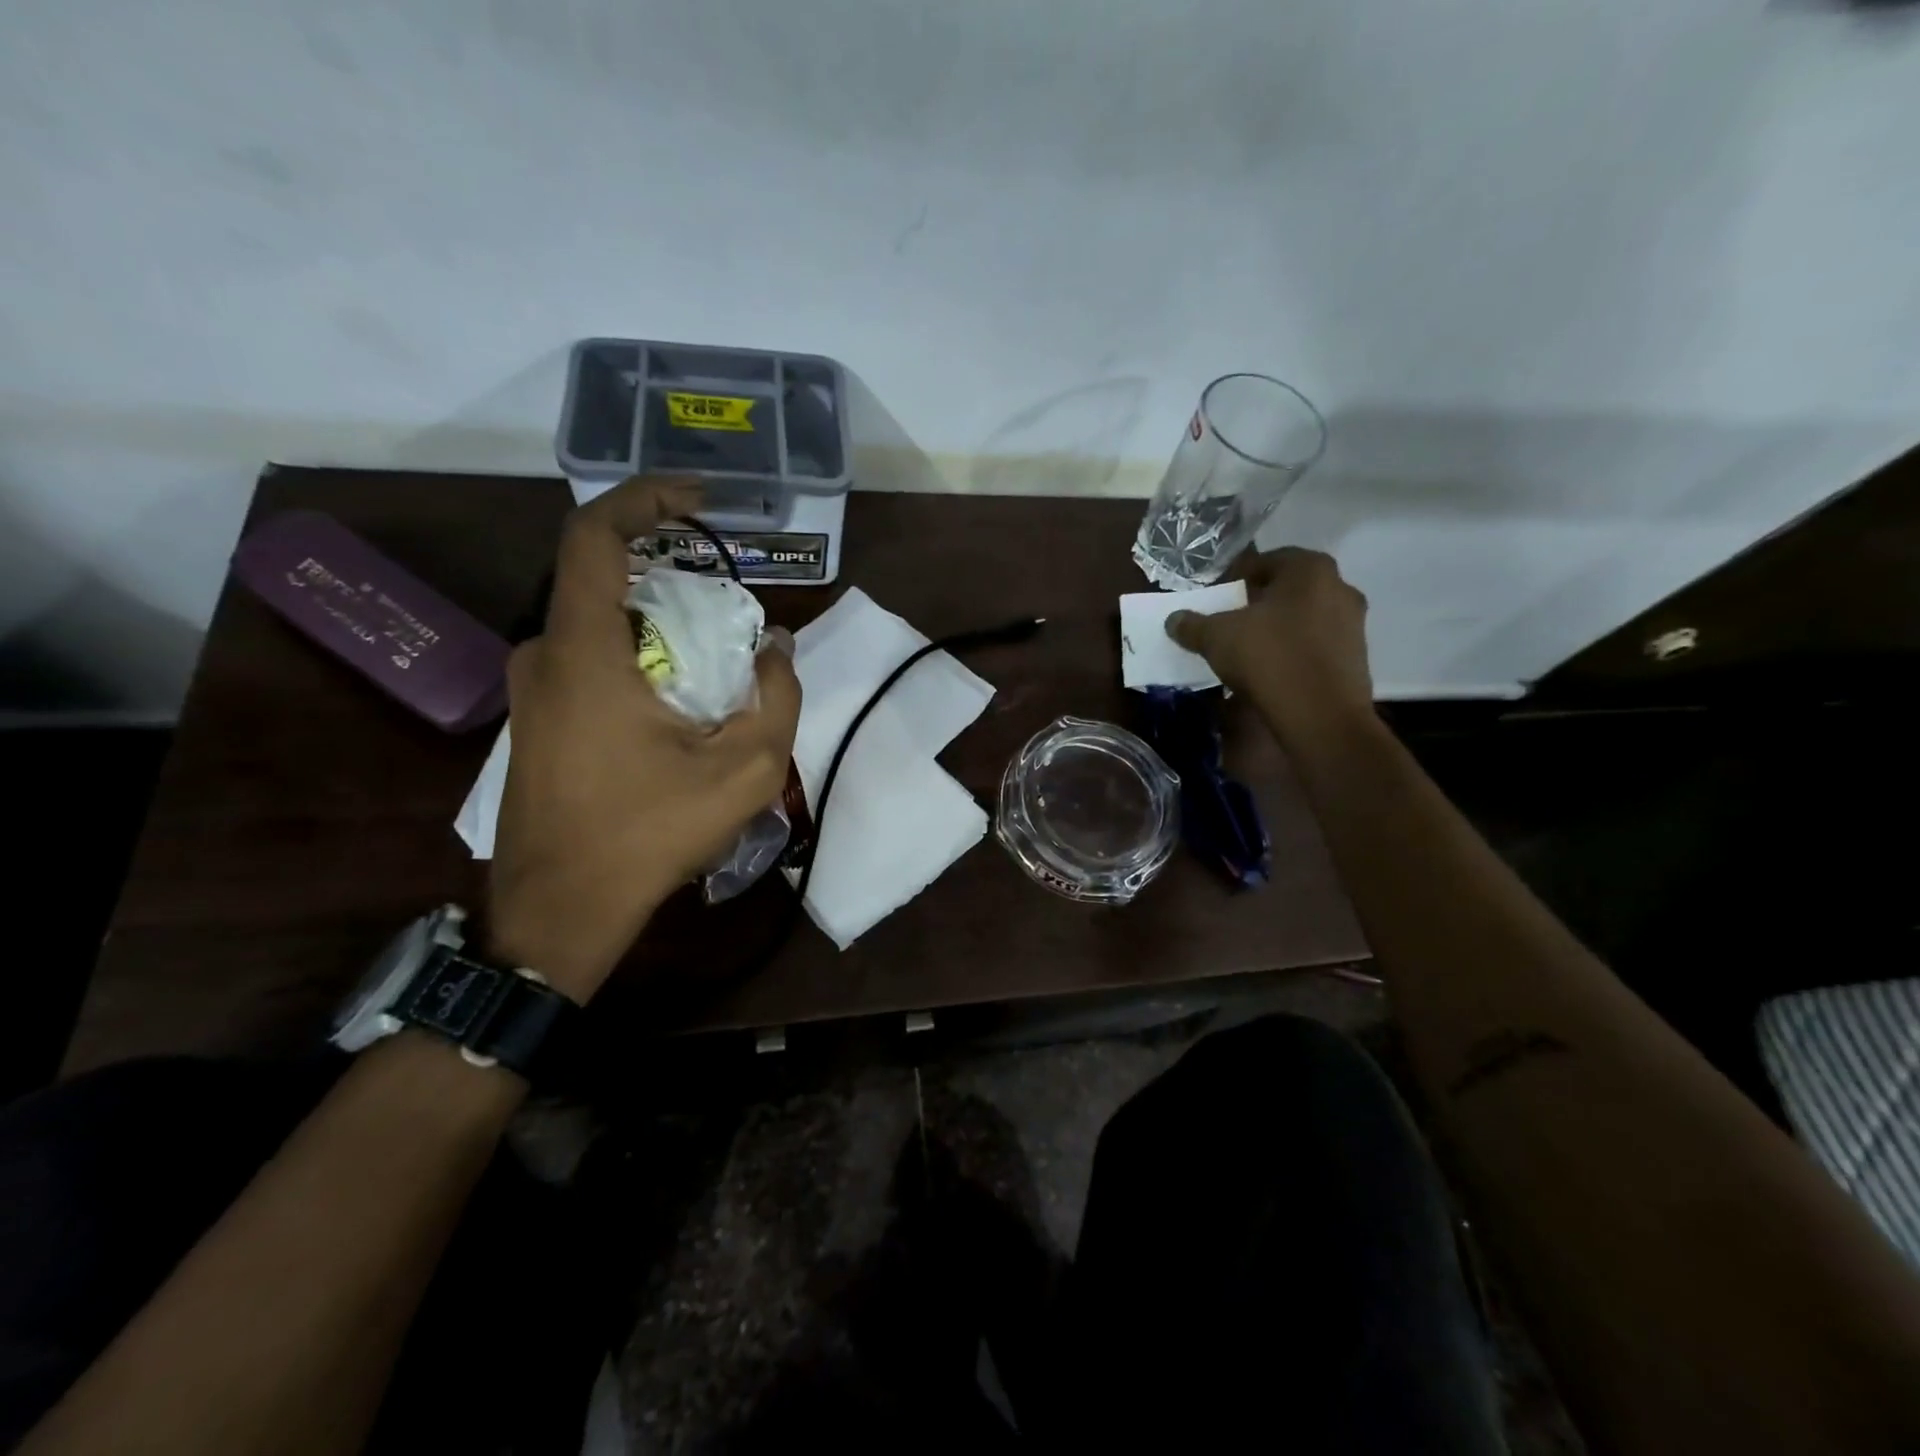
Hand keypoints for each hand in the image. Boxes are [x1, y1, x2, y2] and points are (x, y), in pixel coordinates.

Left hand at [488, 476, 801, 999]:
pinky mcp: (535, 718)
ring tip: (715, 671)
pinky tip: (677, 708)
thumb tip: (777, 649)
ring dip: (660, 628)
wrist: (560, 910)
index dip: (644, 498)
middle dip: (674, 582)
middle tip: (732, 618)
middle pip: (607, 581)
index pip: (594, 535)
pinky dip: (639, 658)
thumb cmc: (648, 835)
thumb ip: (776, 698)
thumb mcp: (745, 770)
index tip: (698, 500)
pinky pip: (590, 660)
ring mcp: (532, 689)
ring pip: (602, 625)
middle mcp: (544, 654)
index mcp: (584, 651)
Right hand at [1165, 547, 1372, 743]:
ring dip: (1276, 630)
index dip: (1235, 578)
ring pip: (1303, 619)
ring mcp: (1354, 625)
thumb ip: (1193, 625)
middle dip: (1257, 604)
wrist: (1321, 716)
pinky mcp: (1356, 659)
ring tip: (1247, 650)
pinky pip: (1315, 647)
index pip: (1265, 561)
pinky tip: (1270, 672)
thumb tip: (1174, 620)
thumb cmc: (1268, 658)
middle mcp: (1340, 588)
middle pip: (1287, 590)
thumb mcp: (1216, 637)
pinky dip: (1293, 653)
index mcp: (1309, 569)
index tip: (1216, 598)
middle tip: (1229, 622)